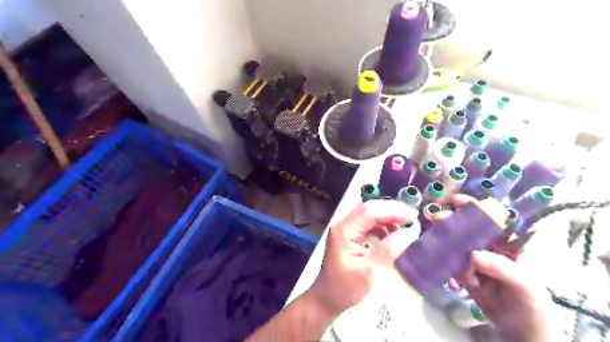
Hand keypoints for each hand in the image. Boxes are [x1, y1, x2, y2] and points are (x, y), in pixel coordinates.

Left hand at [311, 200, 419, 314]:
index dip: (392, 211)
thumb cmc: (344, 288)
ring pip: (369, 216)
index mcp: (343, 230)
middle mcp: (343, 225)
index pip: (369, 212)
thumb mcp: (369, 272)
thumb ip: (389, 250)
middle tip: (412, 217)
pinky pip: (368, 225)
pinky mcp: (350, 237)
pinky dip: (382, 227)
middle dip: (391, 211)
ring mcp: (345, 230)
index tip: (413, 217)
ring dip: (387, 218)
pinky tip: (392, 235)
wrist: (326, 300)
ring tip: (405, 227)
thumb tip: (409, 232)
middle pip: (369, 209)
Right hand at [444, 194, 553, 341]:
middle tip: (436, 217)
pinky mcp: (463, 273)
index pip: (491, 220)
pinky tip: (430, 249)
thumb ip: (504, 270)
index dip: (475, 208)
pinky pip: (450, 261)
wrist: (518, 331)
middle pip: (469, 229)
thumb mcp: (525, 287)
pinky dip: (440, 256)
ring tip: (430, 232)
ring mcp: (474, 261)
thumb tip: (474, 254)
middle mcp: (489, 249)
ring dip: (443, 236)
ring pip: (457, 243)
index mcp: (508, 246)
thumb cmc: (531, 305)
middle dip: (453, 220)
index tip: (456, 201)